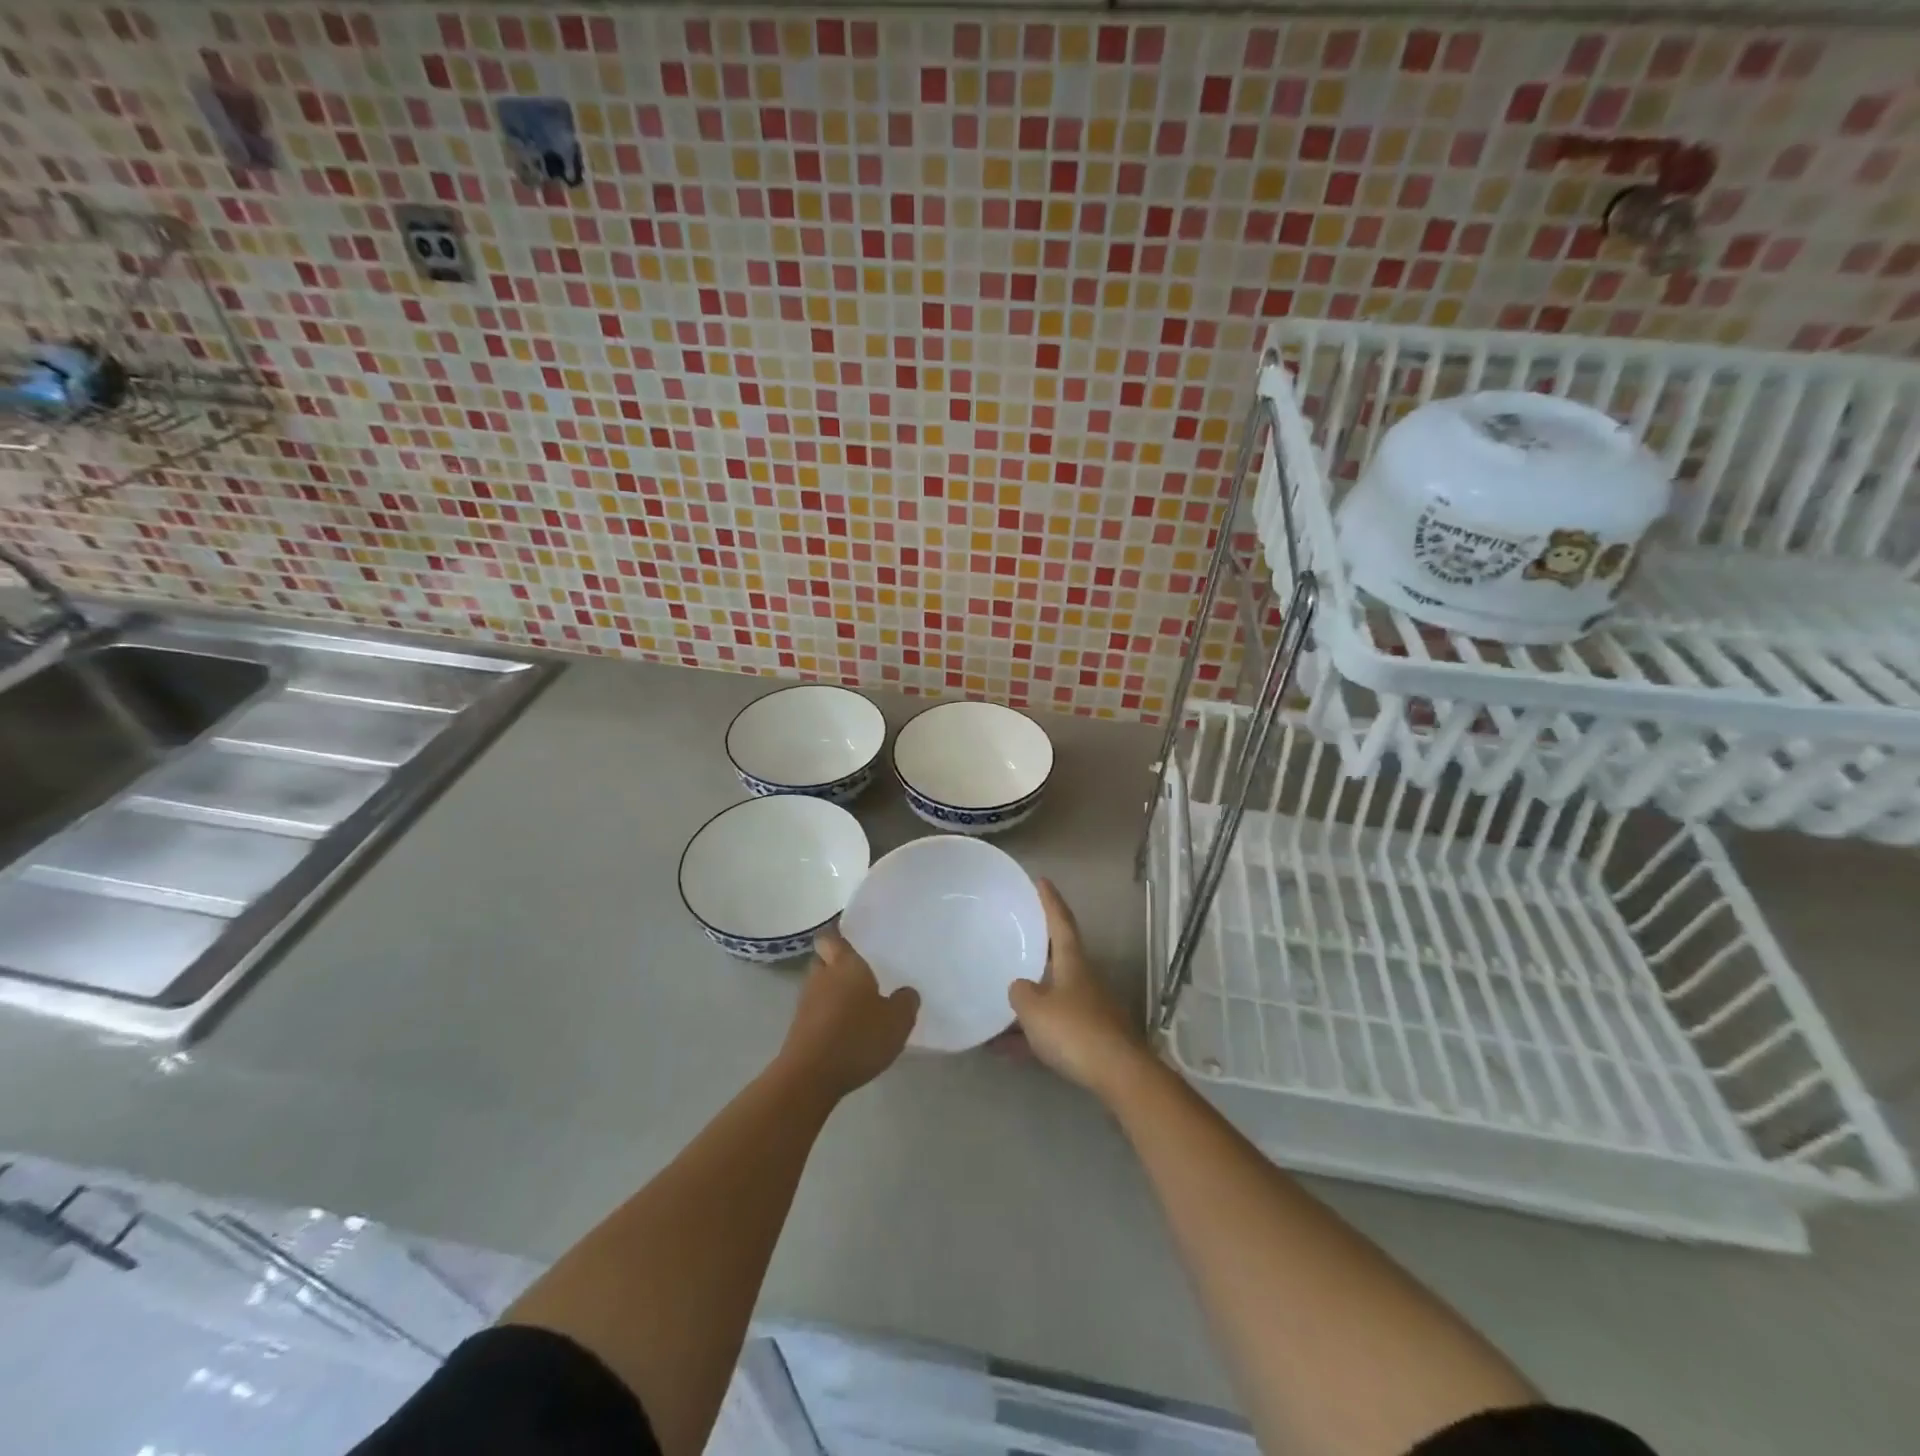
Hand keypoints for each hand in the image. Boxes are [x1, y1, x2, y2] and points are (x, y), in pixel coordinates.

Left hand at [777, 930, 919, 1098]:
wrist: (810, 1077)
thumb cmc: (856, 1037)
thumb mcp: (897, 1021)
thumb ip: (906, 1002)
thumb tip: (906, 992)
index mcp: (844, 964)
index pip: (831, 936)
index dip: (838, 933)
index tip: (852, 936)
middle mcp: (821, 976)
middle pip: (824, 959)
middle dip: (837, 962)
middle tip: (862, 971)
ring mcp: (806, 1003)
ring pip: (820, 986)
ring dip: (834, 991)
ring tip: (859, 1003)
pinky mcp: (799, 1029)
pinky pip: (817, 1011)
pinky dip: (829, 1014)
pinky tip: (847, 1029)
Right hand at [1007, 879, 1150, 1100]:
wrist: (1118, 1074)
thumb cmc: (1074, 1031)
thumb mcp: (1035, 1009)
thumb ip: (1021, 993)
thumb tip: (1019, 987)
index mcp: (1073, 963)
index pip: (1061, 922)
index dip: (1050, 901)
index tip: (1041, 880)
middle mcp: (1083, 980)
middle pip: (1057, 958)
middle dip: (1036, 950)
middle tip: (1012, 939)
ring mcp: (1088, 1009)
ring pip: (1051, 997)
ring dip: (1026, 1002)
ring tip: (994, 1009)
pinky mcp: (1089, 1039)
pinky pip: (1051, 1029)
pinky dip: (1029, 1035)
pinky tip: (1003, 1050)